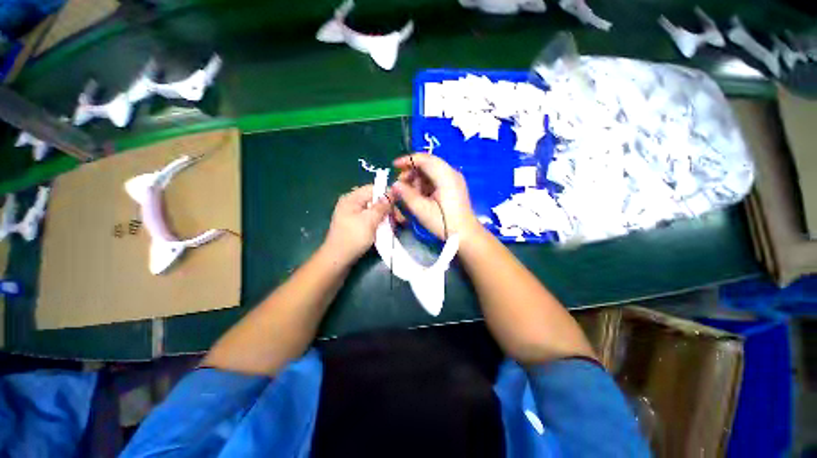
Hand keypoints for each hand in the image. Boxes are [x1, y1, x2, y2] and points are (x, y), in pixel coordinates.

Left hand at [321, 185, 391, 265]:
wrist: (338, 259)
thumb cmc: (353, 237)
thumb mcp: (370, 220)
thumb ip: (382, 206)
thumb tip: (392, 192)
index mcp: (352, 198)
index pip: (373, 188)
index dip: (387, 194)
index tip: (399, 204)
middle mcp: (352, 203)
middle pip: (374, 200)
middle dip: (388, 208)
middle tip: (399, 219)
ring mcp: (353, 215)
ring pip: (374, 211)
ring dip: (385, 217)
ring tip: (394, 226)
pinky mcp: (356, 225)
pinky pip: (370, 219)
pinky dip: (379, 223)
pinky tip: (387, 230)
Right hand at [392, 154, 482, 241]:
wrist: (466, 235)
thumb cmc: (445, 223)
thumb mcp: (422, 210)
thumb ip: (407, 195)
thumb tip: (395, 184)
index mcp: (446, 176)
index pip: (425, 159)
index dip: (408, 160)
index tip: (394, 166)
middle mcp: (451, 173)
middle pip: (428, 164)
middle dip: (411, 171)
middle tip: (400, 184)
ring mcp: (454, 180)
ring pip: (431, 171)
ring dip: (417, 179)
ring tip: (408, 193)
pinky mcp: (453, 187)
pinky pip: (436, 179)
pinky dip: (424, 184)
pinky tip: (418, 195)